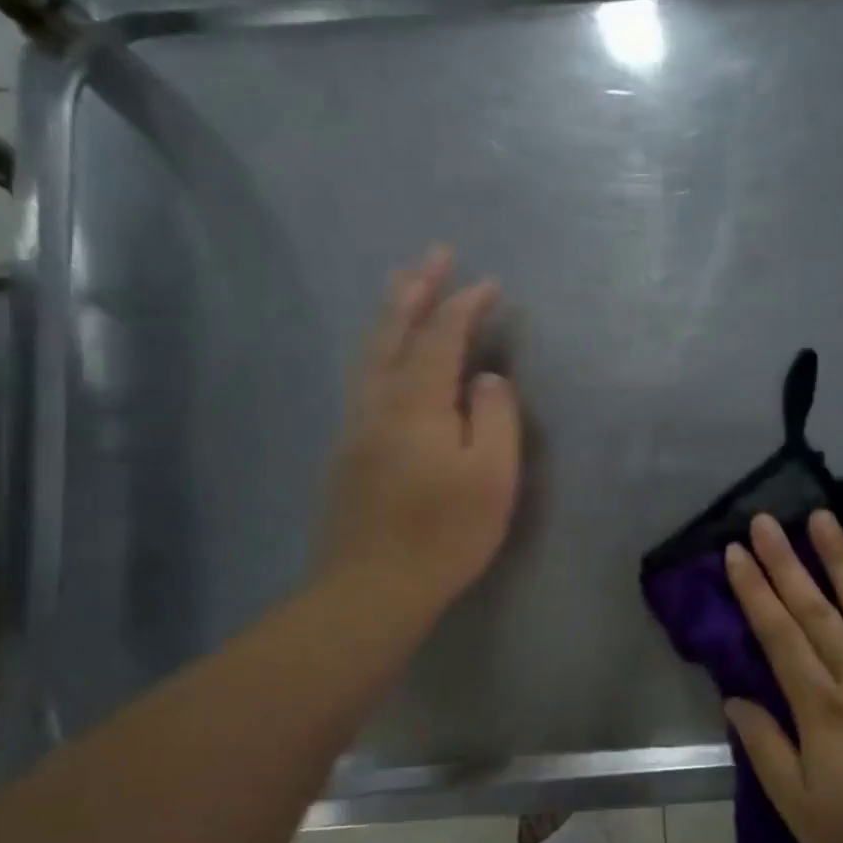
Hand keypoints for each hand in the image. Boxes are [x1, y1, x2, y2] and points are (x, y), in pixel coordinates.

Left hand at [316, 246, 520, 632]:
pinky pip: (365, 376)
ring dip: (392, 313)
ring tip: (406, 284)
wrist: (372, 588)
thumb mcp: (491, 476)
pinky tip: (389, 353)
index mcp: (417, 402)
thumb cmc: (444, 533)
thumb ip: (494, 416)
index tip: (490, 284)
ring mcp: (357, 424)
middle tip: (433, 254)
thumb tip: (485, 379)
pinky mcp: (349, 448)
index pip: (442, 336)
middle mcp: (379, 401)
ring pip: (371, 352)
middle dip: (415, 288)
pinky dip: (381, 347)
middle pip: (394, 331)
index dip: (466, 305)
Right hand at [723, 510, 842, 842]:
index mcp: (823, 709)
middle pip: (816, 611)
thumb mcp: (805, 815)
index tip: (735, 552)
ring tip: (821, 518)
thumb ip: (767, 752)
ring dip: (841, 560)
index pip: (779, 637)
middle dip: (785, 562)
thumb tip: (735, 699)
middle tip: (764, 520)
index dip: (755, 591)